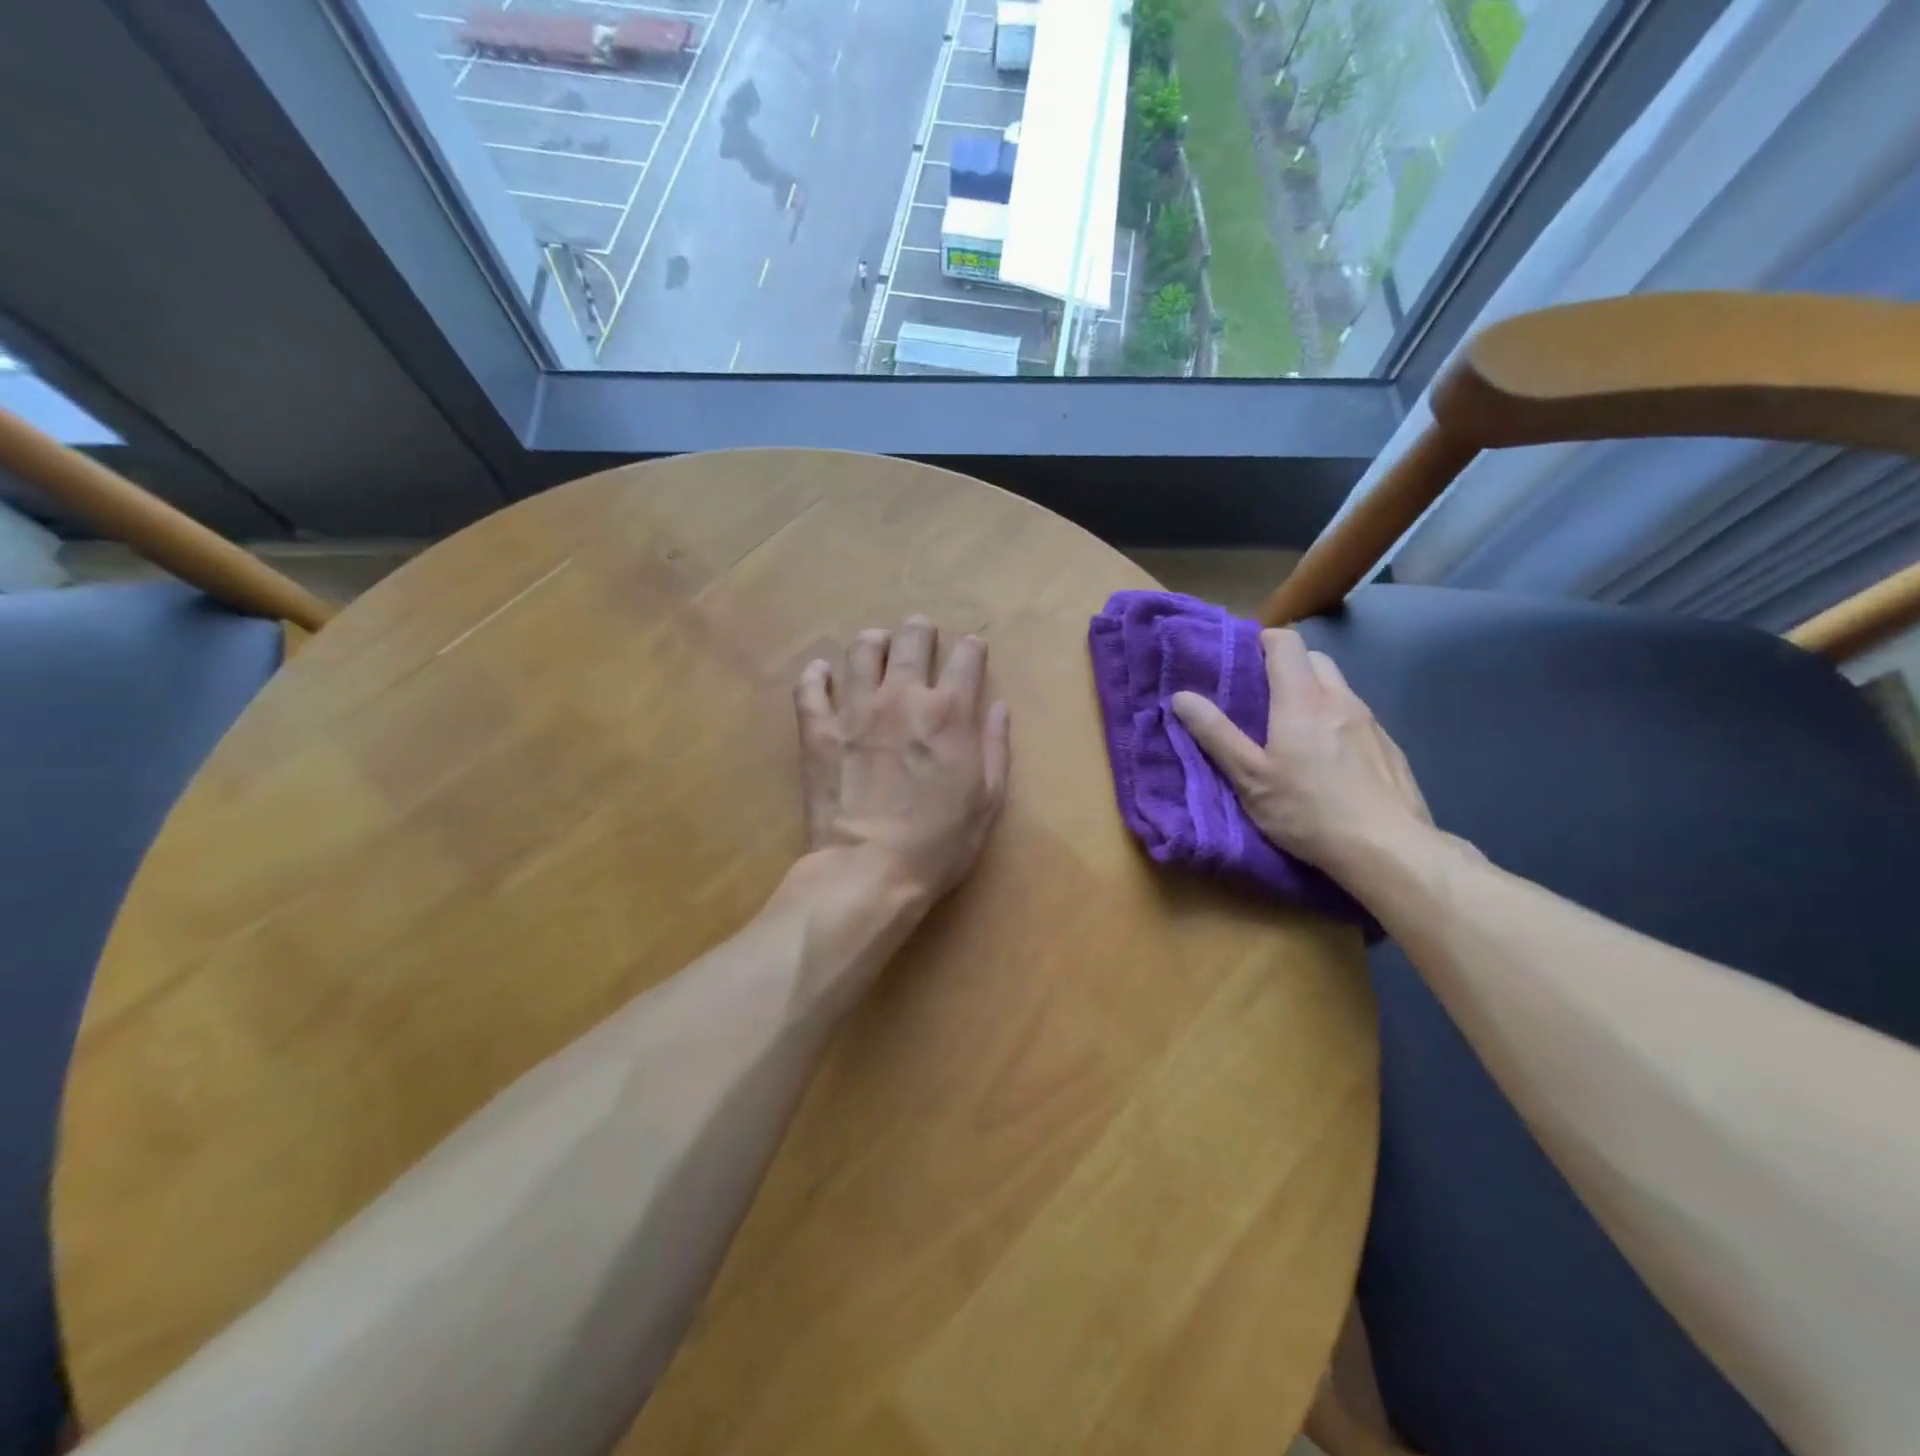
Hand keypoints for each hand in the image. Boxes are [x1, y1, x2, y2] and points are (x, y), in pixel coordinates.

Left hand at [795, 616, 1010, 905]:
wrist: (870, 870)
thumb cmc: (939, 842)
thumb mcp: (987, 800)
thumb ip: (995, 746)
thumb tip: (997, 706)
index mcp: (948, 712)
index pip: (966, 658)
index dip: (972, 649)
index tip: (972, 651)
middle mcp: (902, 697)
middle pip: (911, 640)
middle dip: (920, 631)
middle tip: (921, 633)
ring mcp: (855, 710)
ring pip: (861, 651)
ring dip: (873, 642)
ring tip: (876, 646)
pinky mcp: (818, 731)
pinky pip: (810, 688)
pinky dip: (815, 675)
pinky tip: (822, 673)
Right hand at [1171, 628, 1433, 882]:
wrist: (1388, 849)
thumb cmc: (1307, 810)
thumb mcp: (1250, 777)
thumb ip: (1216, 734)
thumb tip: (1182, 696)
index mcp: (1302, 700)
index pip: (1286, 643)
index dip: (1264, 641)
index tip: (1243, 660)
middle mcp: (1340, 699)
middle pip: (1315, 659)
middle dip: (1288, 666)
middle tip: (1262, 697)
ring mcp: (1371, 722)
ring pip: (1339, 689)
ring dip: (1314, 694)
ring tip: (1292, 731)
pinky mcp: (1390, 747)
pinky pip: (1357, 718)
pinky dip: (1336, 722)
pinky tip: (1329, 761)